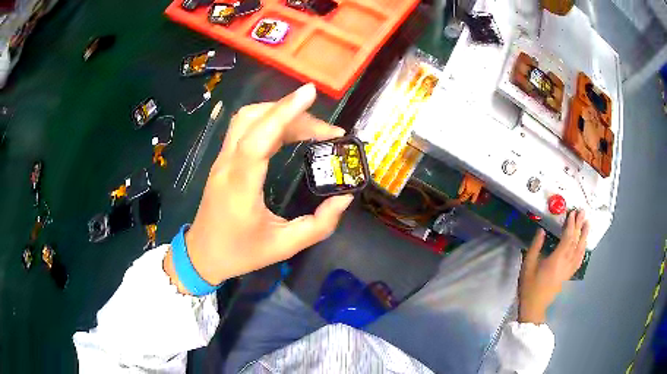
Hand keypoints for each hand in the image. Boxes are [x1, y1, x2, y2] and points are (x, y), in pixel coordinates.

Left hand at [164, 84, 353, 291]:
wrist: (202, 255)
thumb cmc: (241, 253)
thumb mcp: (285, 246)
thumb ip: (319, 224)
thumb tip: (344, 197)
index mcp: (240, 187)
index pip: (258, 139)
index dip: (283, 112)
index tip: (310, 93)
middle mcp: (227, 165)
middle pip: (254, 119)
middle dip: (294, 114)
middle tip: (328, 132)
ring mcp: (221, 159)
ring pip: (247, 118)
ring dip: (280, 113)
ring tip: (312, 128)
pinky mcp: (223, 159)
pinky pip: (245, 128)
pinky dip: (270, 121)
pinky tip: (289, 132)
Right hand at [518, 210, 588, 323]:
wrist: (534, 306)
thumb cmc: (529, 285)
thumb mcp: (528, 264)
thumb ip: (535, 246)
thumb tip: (541, 230)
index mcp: (557, 259)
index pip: (568, 238)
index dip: (571, 225)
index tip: (572, 213)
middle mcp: (566, 263)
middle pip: (576, 242)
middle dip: (580, 226)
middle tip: (583, 212)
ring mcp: (569, 269)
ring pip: (580, 250)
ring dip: (584, 236)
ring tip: (587, 224)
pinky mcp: (569, 274)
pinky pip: (579, 260)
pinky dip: (583, 250)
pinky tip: (584, 245)